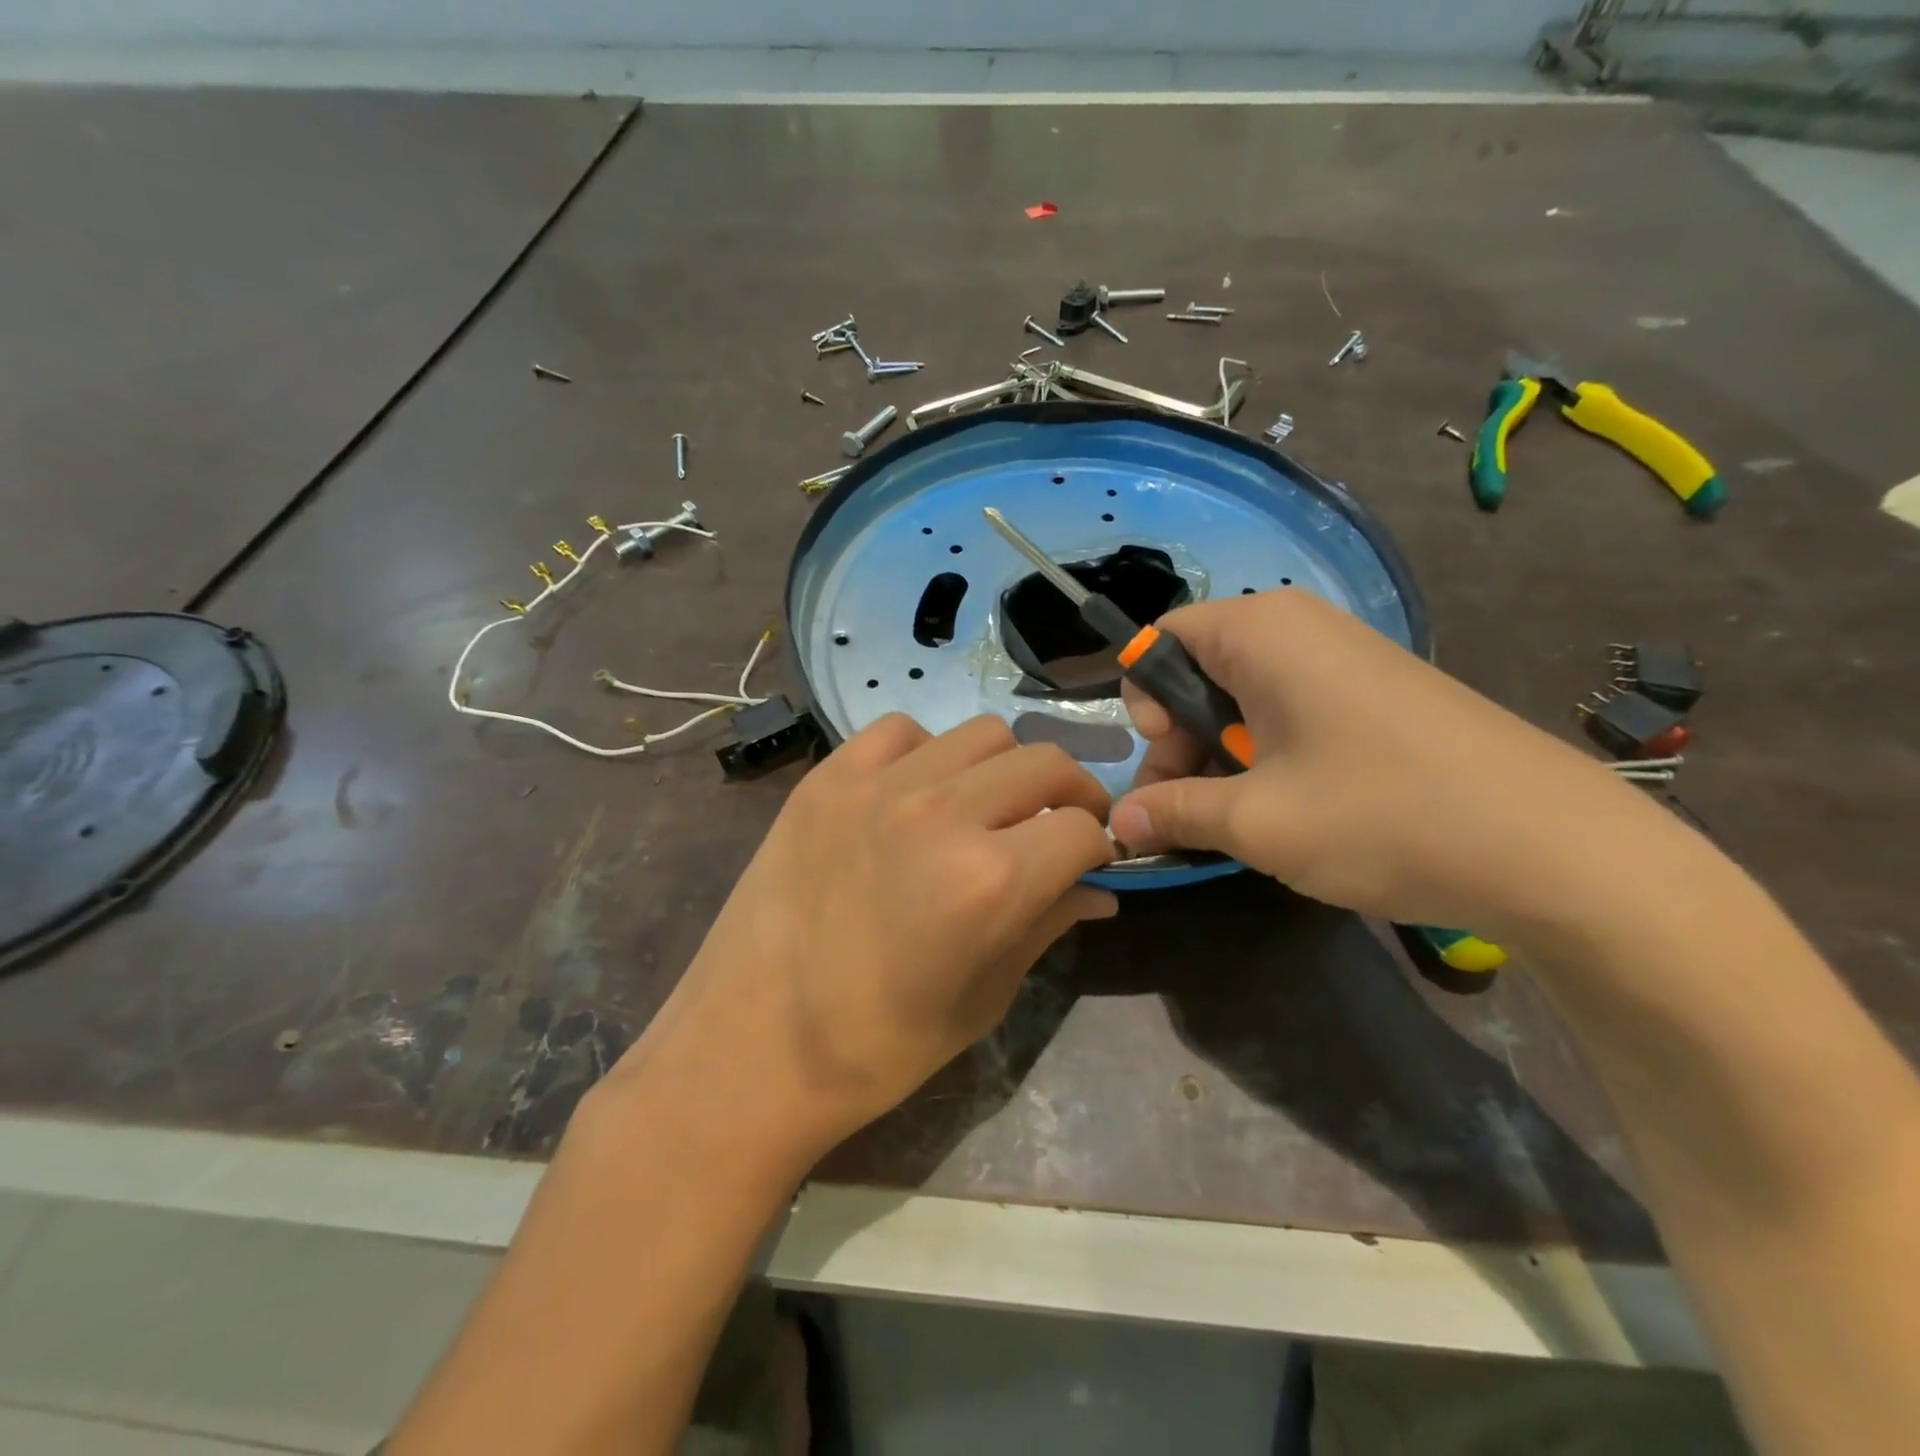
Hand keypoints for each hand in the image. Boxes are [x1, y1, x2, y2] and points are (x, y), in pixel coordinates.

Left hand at [607, 714, 1115, 1158]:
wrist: (750, 1045)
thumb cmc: (877, 1047)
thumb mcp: (982, 998)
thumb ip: (1047, 926)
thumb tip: (1099, 891)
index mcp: (991, 879)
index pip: (1081, 828)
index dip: (1098, 847)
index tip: (1089, 862)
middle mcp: (942, 812)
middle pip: (1044, 762)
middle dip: (1070, 794)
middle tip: (1057, 826)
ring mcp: (878, 785)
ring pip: (982, 733)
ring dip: (1004, 768)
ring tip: (986, 807)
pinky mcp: (827, 778)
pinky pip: (900, 731)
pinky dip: (928, 752)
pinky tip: (916, 791)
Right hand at [1108, 589, 1676, 939]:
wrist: (1556, 849)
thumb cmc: (1382, 816)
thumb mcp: (1255, 822)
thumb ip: (1173, 812)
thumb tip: (1119, 823)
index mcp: (1260, 631)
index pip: (1162, 639)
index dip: (1145, 700)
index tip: (1168, 758)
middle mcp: (1301, 627)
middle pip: (1200, 669)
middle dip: (1181, 740)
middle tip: (1192, 810)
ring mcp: (1347, 658)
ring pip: (1245, 695)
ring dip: (1223, 755)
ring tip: (1242, 821)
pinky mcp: (1379, 693)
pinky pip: (1292, 709)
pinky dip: (1270, 755)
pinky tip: (1294, 808)